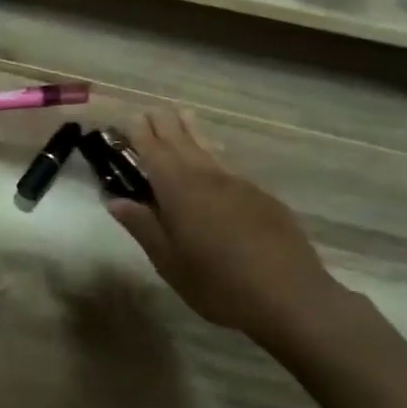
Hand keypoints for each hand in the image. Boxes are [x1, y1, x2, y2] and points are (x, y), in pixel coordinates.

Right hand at [105, 110, 368, 359]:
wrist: (290, 297)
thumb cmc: (218, 284)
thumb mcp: (169, 262)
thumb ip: (143, 227)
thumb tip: (116, 201)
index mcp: (179, 191)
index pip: (154, 152)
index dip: (141, 134)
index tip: (131, 117)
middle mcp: (208, 178)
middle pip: (182, 142)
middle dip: (166, 125)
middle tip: (153, 110)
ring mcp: (239, 185)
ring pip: (209, 149)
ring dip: (193, 131)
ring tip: (185, 114)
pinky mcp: (262, 197)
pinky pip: (229, 166)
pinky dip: (215, 154)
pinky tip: (216, 158)